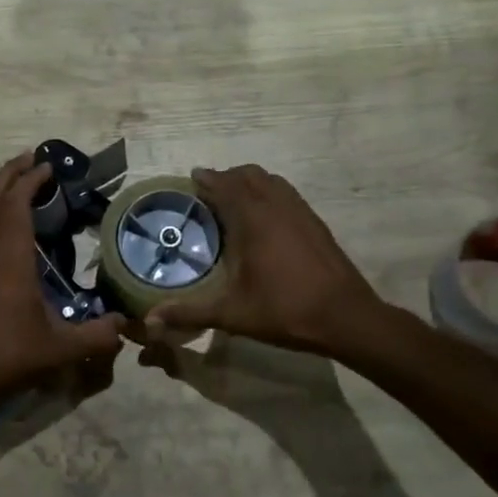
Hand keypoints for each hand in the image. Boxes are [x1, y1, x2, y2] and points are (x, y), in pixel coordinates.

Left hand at [0, 153, 127, 411]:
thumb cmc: (11, 356)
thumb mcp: (62, 349)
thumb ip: (98, 335)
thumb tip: (126, 324)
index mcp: (11, 261)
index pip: (15, 207)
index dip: (29, 182)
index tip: (47, 167)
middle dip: (8, 174)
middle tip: (29, 158)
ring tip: (16, 180)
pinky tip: (6, 223)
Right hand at [144, 165, 381, 354]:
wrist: (347, 317)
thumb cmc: (285, 310)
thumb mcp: (232, 314)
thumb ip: (189, 312)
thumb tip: (150, 321)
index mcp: (253, 220)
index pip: (225, 185)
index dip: (207, 179)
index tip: (191, 179)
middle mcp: (276, 206)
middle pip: (248, 175)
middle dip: (226, 177)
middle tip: (208, 192)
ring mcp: (300, 212)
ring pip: (271, 181)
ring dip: (250, 182)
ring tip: (234, 200)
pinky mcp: (316, 222)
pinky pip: (287, 193)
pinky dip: (270, 193)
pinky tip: (265, 218)